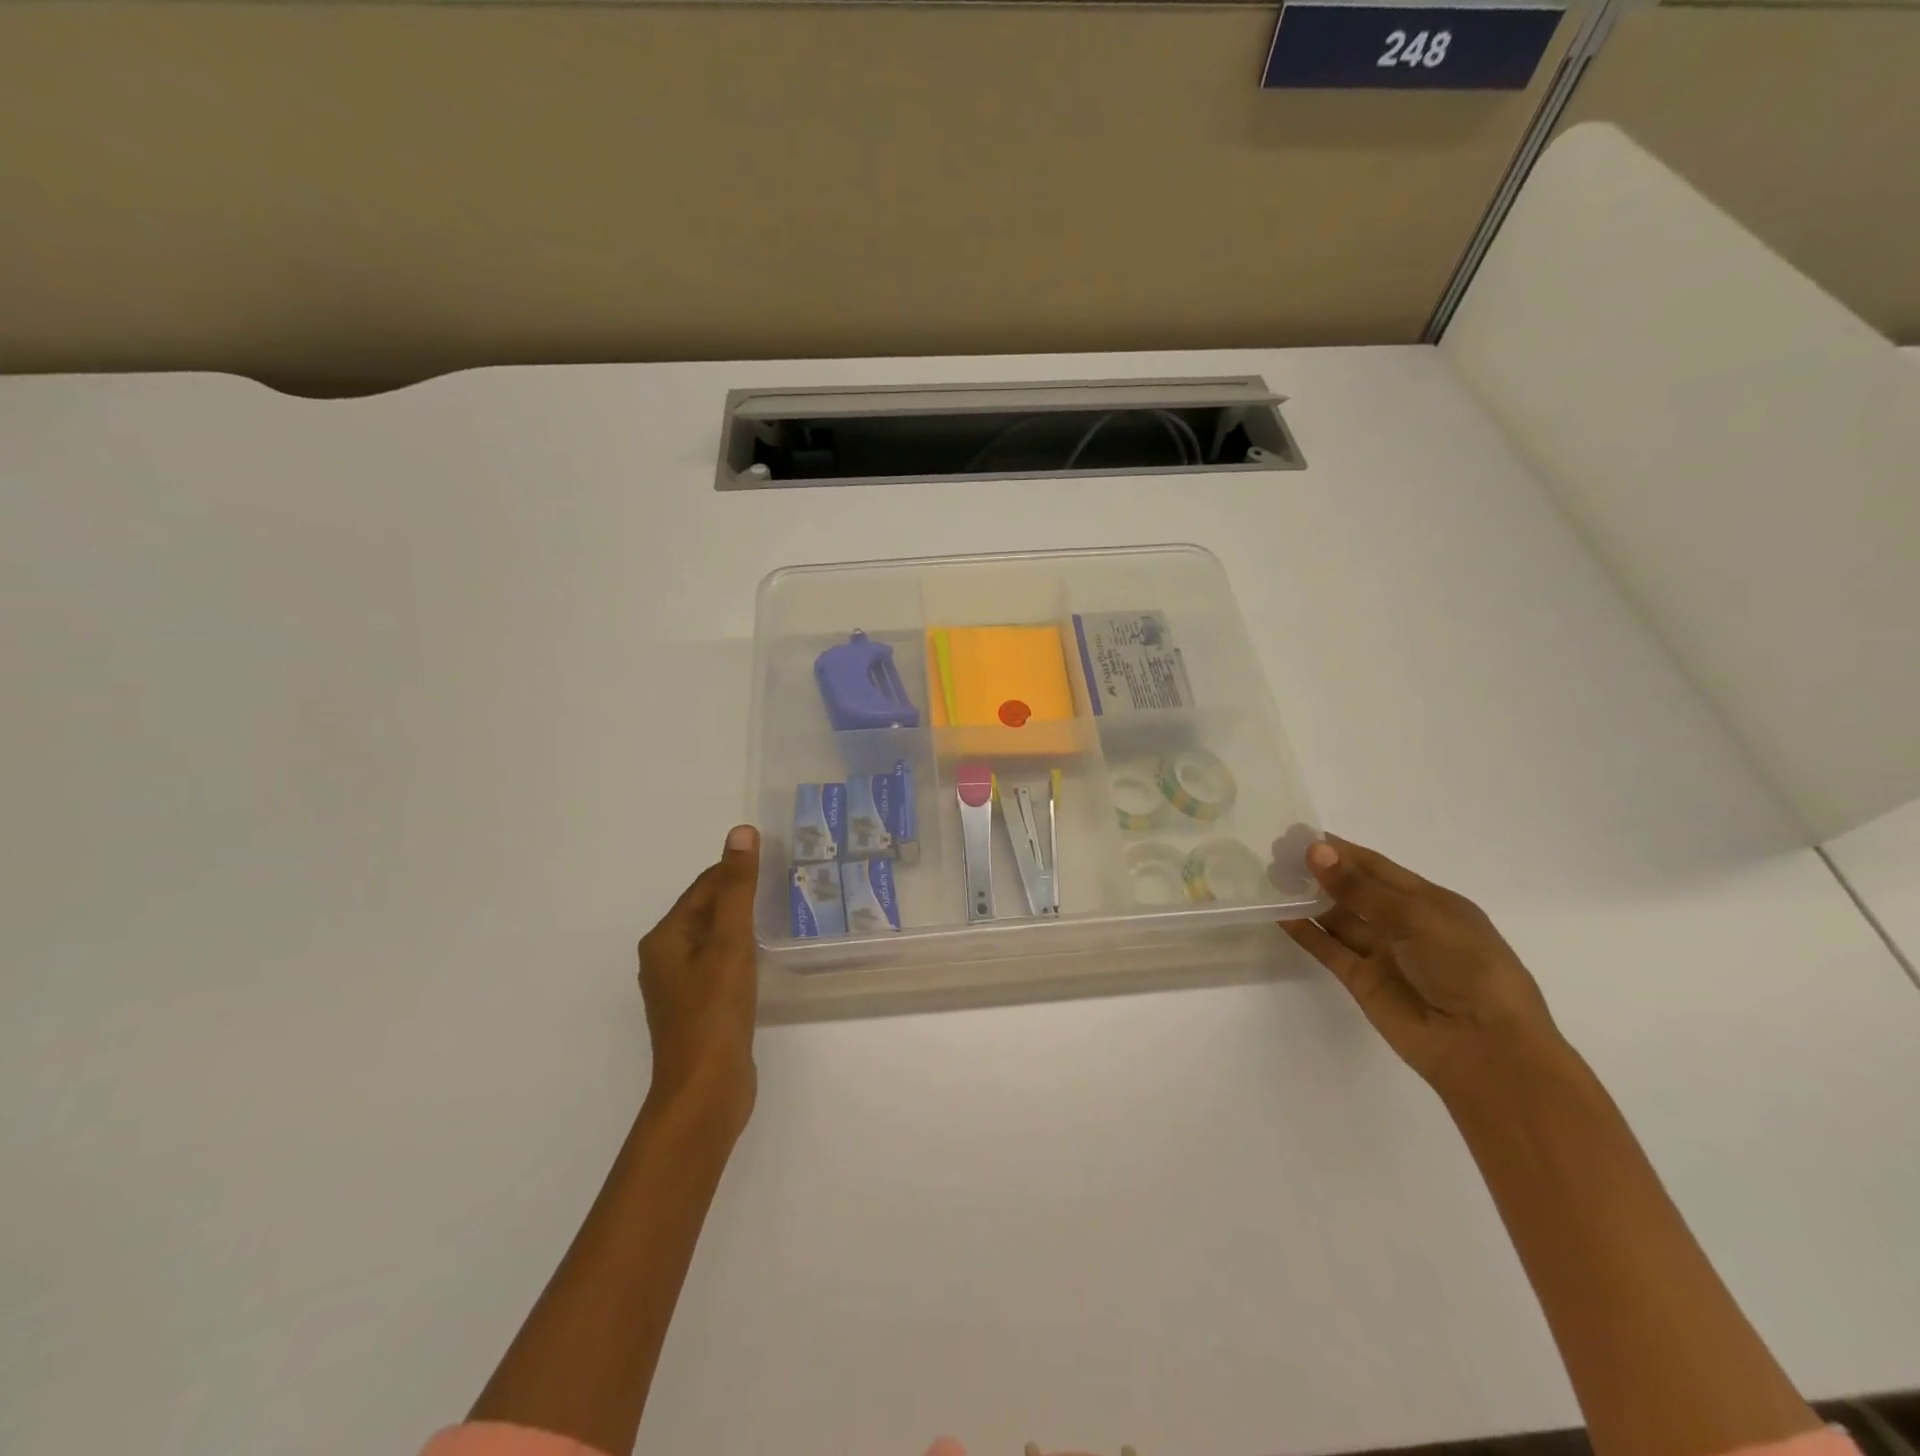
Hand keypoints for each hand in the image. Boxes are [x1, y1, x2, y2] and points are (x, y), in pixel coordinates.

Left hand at [637, 824, 761, 1128]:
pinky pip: (720, 966)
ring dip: (742, 924)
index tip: (773, 857)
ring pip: (714, 940)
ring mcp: (680, 988)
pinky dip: (742, 953)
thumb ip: (737, 888)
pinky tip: (764, 957)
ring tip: (780, 913)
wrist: (705, 1092)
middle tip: (784, 881)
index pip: (704, 888)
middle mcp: (665, 959)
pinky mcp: (699, 1010)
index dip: (735, 870)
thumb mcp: (729, 942)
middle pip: (706, 912)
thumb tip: (740, 832)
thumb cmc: (714, 1011)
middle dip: (739, 896)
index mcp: (665, 938)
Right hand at [1280, 835, 1568, 1101]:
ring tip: (1269, 876)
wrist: (1484, 1047)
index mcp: (1431, 902)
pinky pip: (1328, 949)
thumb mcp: (1417, 917)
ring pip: (1338, 918)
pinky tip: (1278, 913)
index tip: (1299, 834)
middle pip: (1354, 890)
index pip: (1377, 867)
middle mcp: (1405, 924)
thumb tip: (1315, 851)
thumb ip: (1360, 888)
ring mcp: (1382, 953)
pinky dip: (1305, 932)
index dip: (1341, 851)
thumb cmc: (1466, 968)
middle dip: (1319, 871)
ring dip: (1307, 898)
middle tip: (1275, 852)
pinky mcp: (1362, 980)